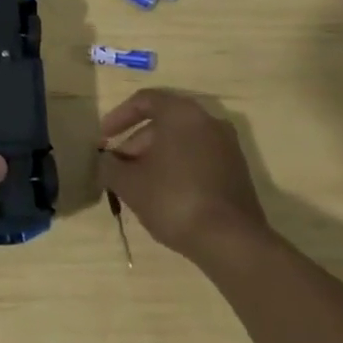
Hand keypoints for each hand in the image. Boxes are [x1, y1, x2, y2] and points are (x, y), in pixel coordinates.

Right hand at [99, 89, 268, 261]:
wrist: (232, 241)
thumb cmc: (174, 199)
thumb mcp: (129, 183)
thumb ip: (110, 166)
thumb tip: (105, 161)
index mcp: (181, 113)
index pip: (144, 101)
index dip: (119, 117)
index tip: (104, 138)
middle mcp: (207, 120)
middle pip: (163, 122)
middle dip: (136, 143)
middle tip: (119, 168)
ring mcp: (227, 146)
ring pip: (182, 142)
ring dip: (156, 158)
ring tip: (138, 185)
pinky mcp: (237, 171)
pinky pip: (199, 158)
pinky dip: (178, 168)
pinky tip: (165, 195)